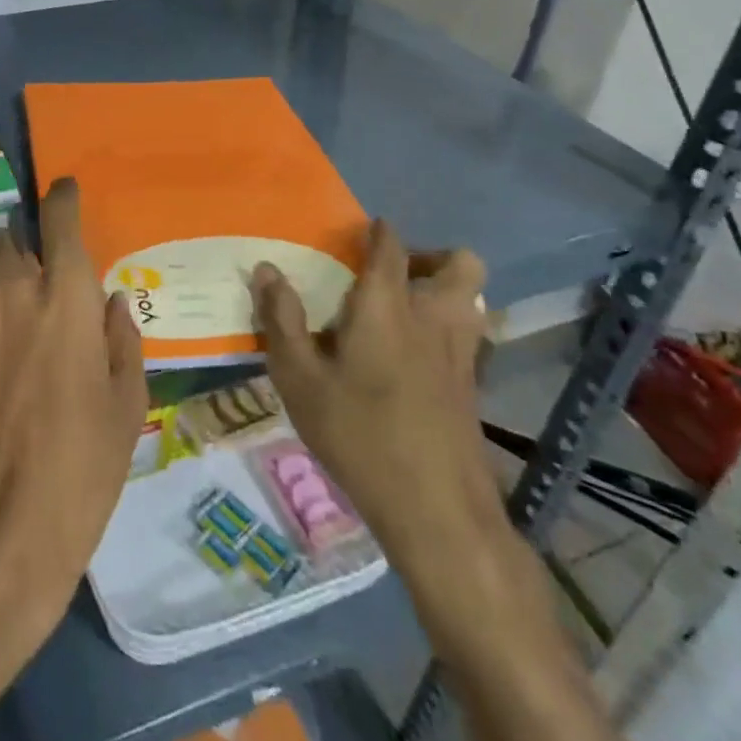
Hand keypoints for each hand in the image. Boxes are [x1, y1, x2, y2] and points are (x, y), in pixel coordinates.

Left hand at [0, 178, 147, 653]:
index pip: (59, 221)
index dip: (61, 197)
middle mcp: (14, 289)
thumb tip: (110, 301)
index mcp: (69, 299)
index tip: (62, 190)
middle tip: (34, 274)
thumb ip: (121, 341)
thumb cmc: (80, 470)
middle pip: (6, 234)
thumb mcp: (126, 408)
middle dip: (21, 244)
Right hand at [251, 218, 501, 569]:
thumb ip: (281, 320)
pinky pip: (472, 336)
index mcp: (386, 308)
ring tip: (405, 312)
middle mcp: (433, 319)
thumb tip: (266, 270)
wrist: (436, 511)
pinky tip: (418, 360)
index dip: (379, 232)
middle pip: (460, 263)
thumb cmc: (358, 435)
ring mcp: (463, 355)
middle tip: (393, 275)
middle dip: (431, 256)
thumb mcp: (299, 379)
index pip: (390, 248)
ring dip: (447, 291)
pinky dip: (450, 330)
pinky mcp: (474, 388)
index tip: (363, 230)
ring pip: (474, 299)